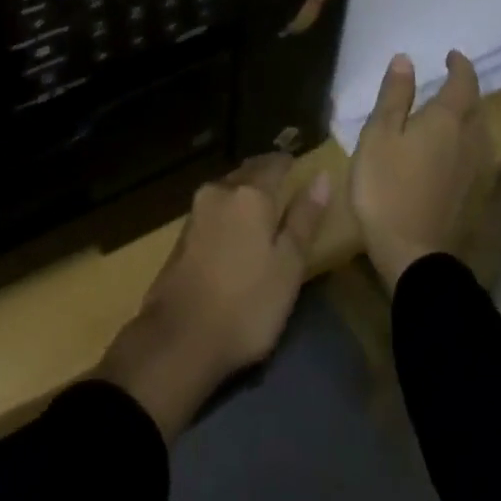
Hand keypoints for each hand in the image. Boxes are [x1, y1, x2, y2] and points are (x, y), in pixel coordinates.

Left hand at [97, 155, 330, 439]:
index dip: (289, 163)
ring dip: (246, 190)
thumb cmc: (247, 304)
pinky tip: (238, 227)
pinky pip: (215, 207)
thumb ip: (304, 219)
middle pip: (248, 172)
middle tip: (286, 179)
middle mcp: (220, 191)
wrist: (179, 338)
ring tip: (266, 203)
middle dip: (266, 173)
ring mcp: (196, 211)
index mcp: (249, 194)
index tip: (301, 165)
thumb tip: (320, 177)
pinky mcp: (182, 233)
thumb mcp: (288, 266)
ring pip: (229, 188)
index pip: (274, 164)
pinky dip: (231, 209)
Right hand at [351, 51, 485, 293]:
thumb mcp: (379, 134)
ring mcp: (475, 169)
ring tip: (447, 110)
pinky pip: (475, 152)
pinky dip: (465, 139)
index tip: (452, 55)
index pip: (463, 84)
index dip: (460, 67)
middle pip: (476, 107)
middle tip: (448, 80)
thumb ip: (394, 96)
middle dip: (465, 90)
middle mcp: (470, 140)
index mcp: (447, 120)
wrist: (411, 250)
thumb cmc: (387, 185)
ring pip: (479, 131)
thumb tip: (407, 60)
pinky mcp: (472, 193)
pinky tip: (450, 148)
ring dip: (468, 115)